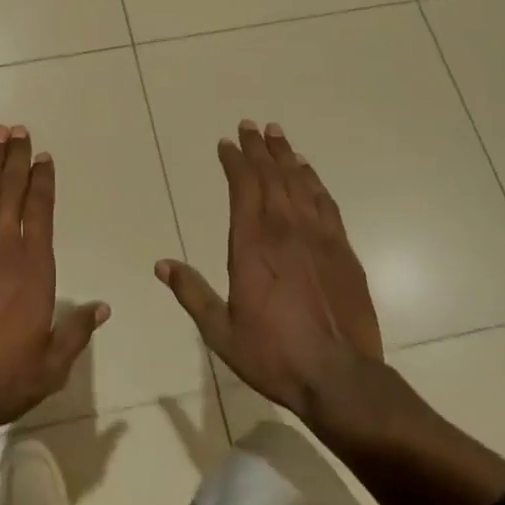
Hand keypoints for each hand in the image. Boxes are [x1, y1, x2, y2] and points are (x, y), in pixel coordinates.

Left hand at [0, 125, 108, 438]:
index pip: (40, 211)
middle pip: (11, 190)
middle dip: (16, 158)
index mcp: (34, 268)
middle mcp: (2, 247)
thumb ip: (77, 332)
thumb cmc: (1, 378)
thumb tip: (102, 307)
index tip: (43, 157)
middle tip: (18, 129)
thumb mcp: (51, 365)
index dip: (42, 181)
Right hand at [157, 121, 383, 424]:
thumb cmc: (275, 355)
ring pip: (299, 182)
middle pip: (270, 176)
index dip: (234, 161)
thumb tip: (161, 265)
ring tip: (277, 135)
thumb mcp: (221, 332)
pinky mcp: (343, 249)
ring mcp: (317, 236)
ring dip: (285, 156)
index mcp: (252, 244)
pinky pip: (325, 202)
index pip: (242, 187)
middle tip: (250, 126)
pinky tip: (308, 171)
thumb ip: (192, 293)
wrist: (341, 378)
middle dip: (258, 148)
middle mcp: (284, 229)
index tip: (227, 143)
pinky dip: (314, 180)